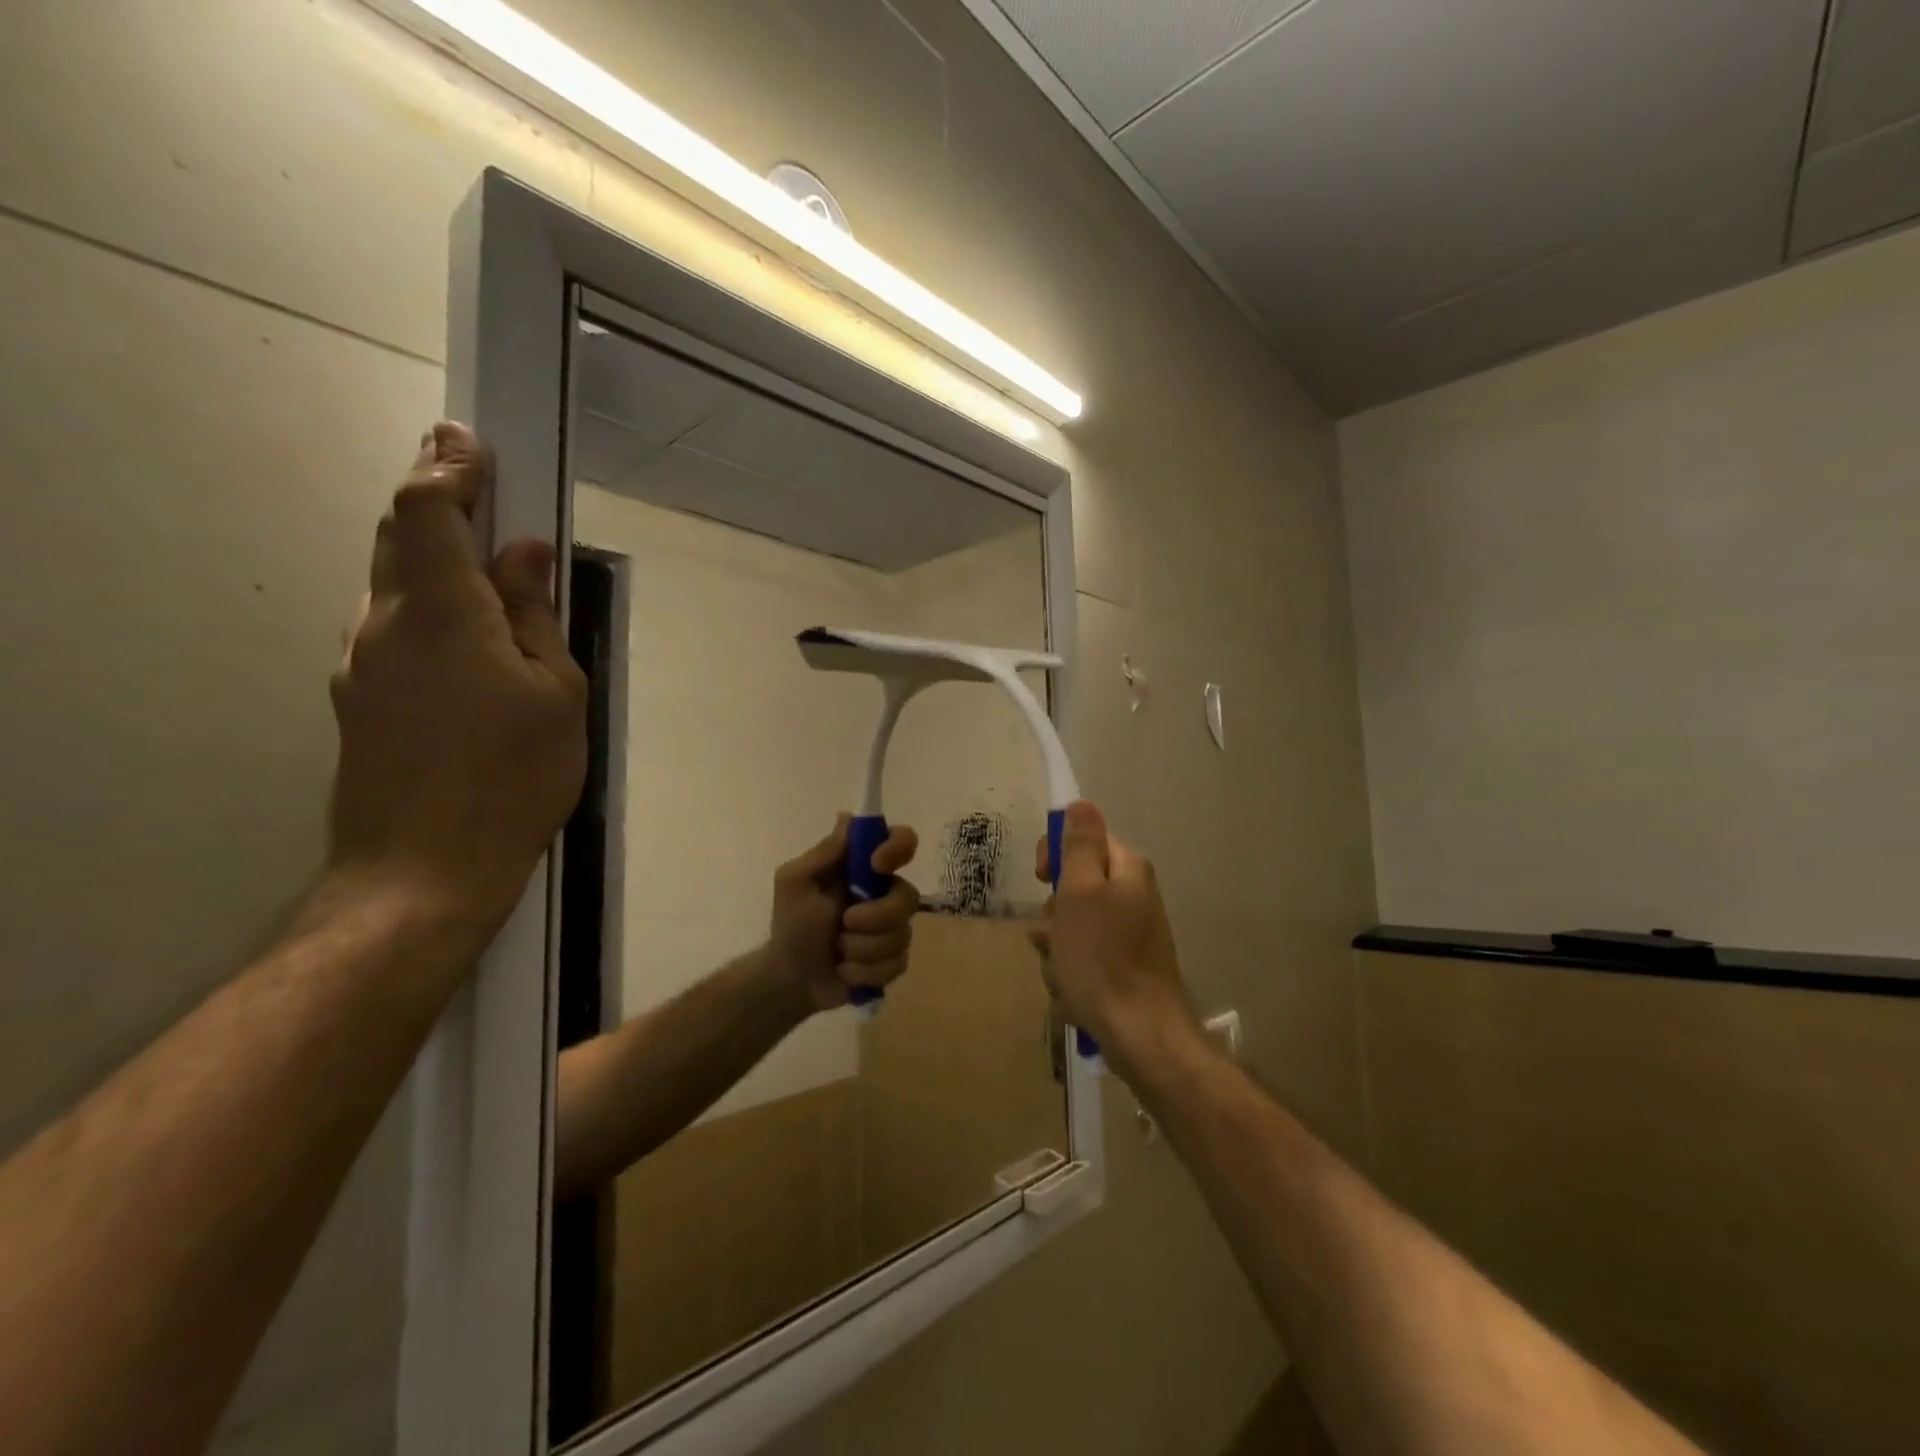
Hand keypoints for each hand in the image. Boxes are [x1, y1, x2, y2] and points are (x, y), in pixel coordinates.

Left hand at [328, 422, 587, 930]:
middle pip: (398, 538)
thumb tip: (524, 554)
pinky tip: (464, 637)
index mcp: (441, 611)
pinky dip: (426, 608)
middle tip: (468, 476)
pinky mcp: (360, 700)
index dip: (446, 467)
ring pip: (393, 586)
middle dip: (432, 498)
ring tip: (480, 564)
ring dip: (430, 558)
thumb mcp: (556, 692)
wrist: (425, 867)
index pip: (428, 511)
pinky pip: (393, 630)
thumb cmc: (513, 774)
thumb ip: (537, 616)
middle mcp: (384, 623)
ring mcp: (362, 664)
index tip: (466, 438)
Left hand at [768, 818, 920, 1012]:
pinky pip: (897, 963)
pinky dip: (866, 971)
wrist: (790, 977)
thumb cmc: (791, 923)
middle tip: (845, 923)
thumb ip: (823, 853)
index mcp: (864, 868)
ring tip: (839, 952)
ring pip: (902, 934)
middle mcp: (885, 892)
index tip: (877, 864)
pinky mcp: (894, 959)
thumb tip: (848, 817)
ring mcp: (893, 927)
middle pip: (909, 896)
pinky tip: (846, 971)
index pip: (902, 841)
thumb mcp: (795, 882)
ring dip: (863, 948)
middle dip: (876, 916)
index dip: (898, 848)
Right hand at [1029, 801, 1199, 1071]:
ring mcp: (1127, 939)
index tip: (1042, 879)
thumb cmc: (1102, 957)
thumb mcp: (1081, 892)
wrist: (1140, 1036)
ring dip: (1057, 956)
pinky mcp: (1121, 973)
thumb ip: (1080, 845)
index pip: (1083, 840)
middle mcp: (1131, 899)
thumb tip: (1081, 803)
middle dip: (1053, 920)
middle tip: (1054, 939)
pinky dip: (1072, 982)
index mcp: (1126, 872)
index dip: (1056, 857)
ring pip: (1071, 933)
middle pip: (1073, 891)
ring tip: (1066, 978)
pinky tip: (1076, 1000)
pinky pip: (1081, 966)